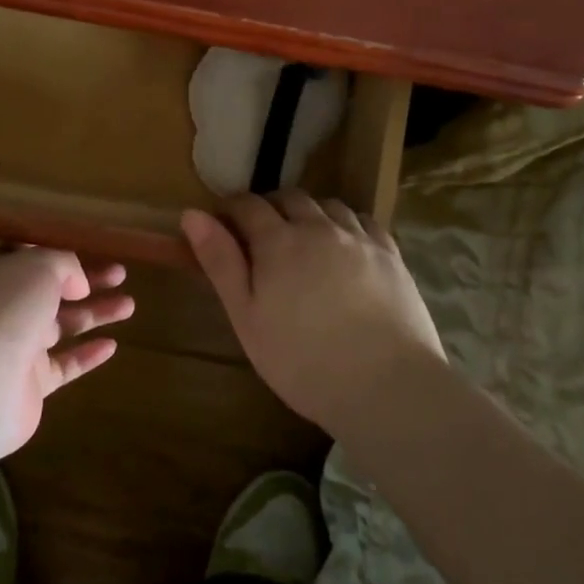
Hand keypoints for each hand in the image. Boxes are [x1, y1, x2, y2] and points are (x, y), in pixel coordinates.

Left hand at [0, 248, 133, 463]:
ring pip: (62, 326)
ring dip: (95, 313)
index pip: (28, 258)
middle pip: (52, 291)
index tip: (88, 247)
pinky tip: (113, 345)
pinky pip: (64, 365)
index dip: (58, 252)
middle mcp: (6, 310)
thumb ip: (63, 265)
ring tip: (130, 305)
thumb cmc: (5, 312)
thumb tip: (76, 283)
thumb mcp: (38, 268)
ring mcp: (18, 348)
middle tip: (121, 274)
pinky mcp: (31, 385)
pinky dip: (87, 355)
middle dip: (87, 281)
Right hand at [181, 192, 445, 437]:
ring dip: (309, 213)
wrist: (386, 386)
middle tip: (261, 235)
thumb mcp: (247, 317)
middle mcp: (318, 227)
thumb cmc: (302, 360)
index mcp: (278, 241)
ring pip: (328, 205)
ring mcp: (359, 238)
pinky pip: (365, 221)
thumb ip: (220, 262)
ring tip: (304, 239)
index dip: (230, 208)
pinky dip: (347, 223)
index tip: (222, 223)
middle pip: (289, 198)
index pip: (247, 205)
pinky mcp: (391, 255)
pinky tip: (346, 244)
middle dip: (270, 207)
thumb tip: (192, 215)